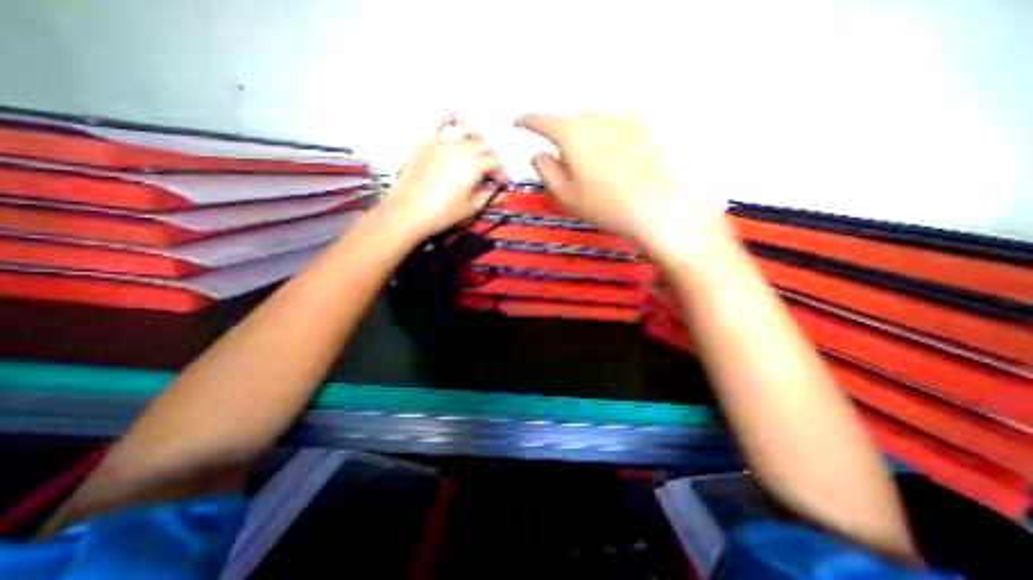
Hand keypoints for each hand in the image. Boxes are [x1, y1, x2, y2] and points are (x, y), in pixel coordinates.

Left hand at [380, 117, 510, 240]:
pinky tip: (454, 121)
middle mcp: (459, 147)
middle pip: (482, 145)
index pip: (494, 162)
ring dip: (474, 137)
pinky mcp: (425, 143)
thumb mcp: (471, 207)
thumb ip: (489, 198)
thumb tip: (504, 196)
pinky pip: (440, 125)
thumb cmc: (443, 212)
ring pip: (464, 130)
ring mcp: (440, 142)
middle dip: (490, 157)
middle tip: (490, 171)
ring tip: (475, 147)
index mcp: (473, 164)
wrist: (408, 211)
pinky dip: (450, 122)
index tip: (502, 183)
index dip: (501, 173)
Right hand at [518, 111, 724, 264]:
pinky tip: (620, 166)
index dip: (526, 122)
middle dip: (564, 143)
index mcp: (571, 133)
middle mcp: (596, 117)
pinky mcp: (644, 125)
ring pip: (594, 127)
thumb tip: (540, 154)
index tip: (518, 124)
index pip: (540, 121)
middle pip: (570, 125)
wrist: (658, 210)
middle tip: (570, 172)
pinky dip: (611, 143)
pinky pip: (617, 129)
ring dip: (589, 144)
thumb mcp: (565, 195)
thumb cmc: (605, 206)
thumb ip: (545, 170)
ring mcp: (623, 118)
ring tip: (601, 174)